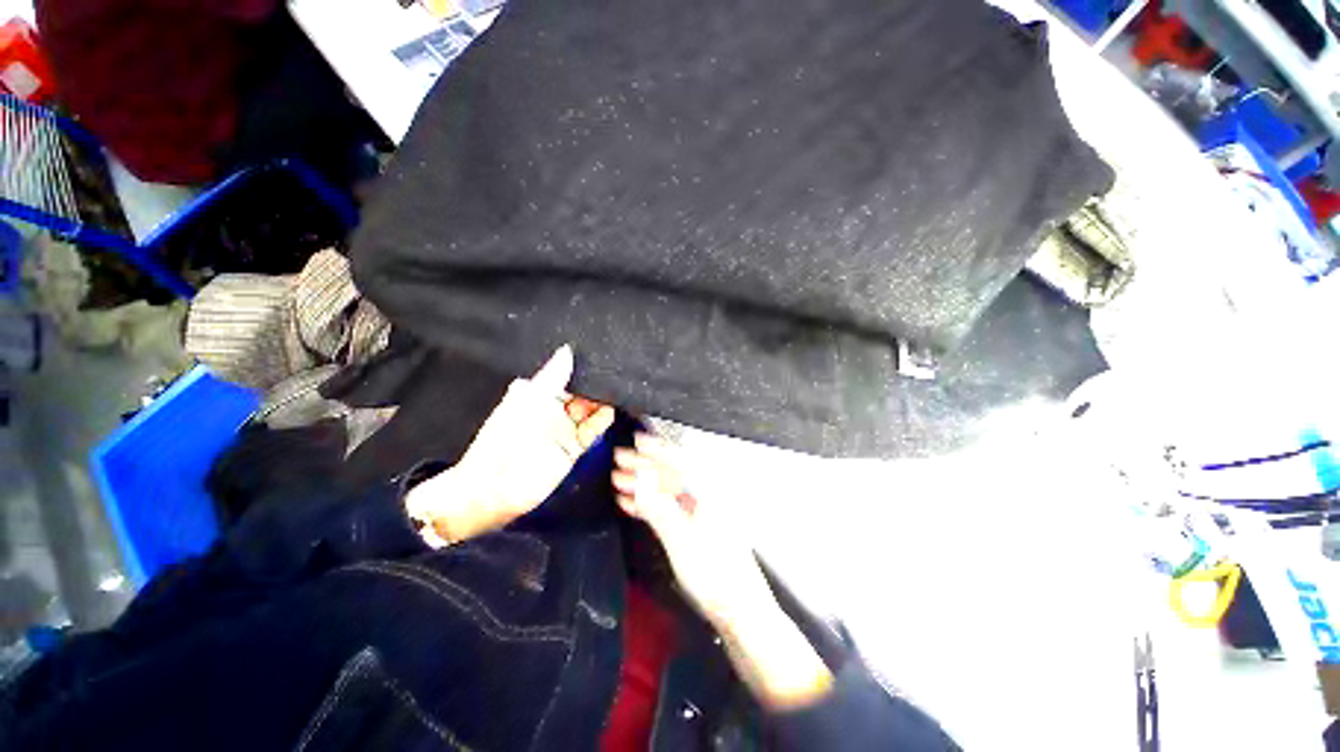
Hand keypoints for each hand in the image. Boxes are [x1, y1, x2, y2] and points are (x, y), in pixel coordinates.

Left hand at [406, 345, 614, 545]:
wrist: (495, 488)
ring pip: (591, 409)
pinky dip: (603, 419)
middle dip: (596, 384)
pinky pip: (593, 429)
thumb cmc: (504, 437)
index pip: (566, 376)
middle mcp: (554, 409)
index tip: (600, 356)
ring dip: (602, 400)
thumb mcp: (528, 400)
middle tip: (614, 371)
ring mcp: (565, 428)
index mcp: (538, 394)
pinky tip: (612, 408)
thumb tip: (567, 350)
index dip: (582, 368)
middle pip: (582, 392)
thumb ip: (552, 376)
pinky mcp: (575, 446)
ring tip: (618, 387)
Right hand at [612, 433, 775, 630]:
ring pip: (668, 490)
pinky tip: (630, 504)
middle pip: (672, 474)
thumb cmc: (713, 574)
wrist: (739, 610)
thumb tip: (638, 482)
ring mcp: (701, 512)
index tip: (635, 440)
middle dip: (644, 466)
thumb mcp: (681, 540)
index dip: (657, 449)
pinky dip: (650, 504)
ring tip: (617, 481)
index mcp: (709, 493)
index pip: (680, 462)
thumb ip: (659, 508)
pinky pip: (670, 507)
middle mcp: (707, 496)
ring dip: (643, 485)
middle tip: (617, 459)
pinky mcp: (696, 527)